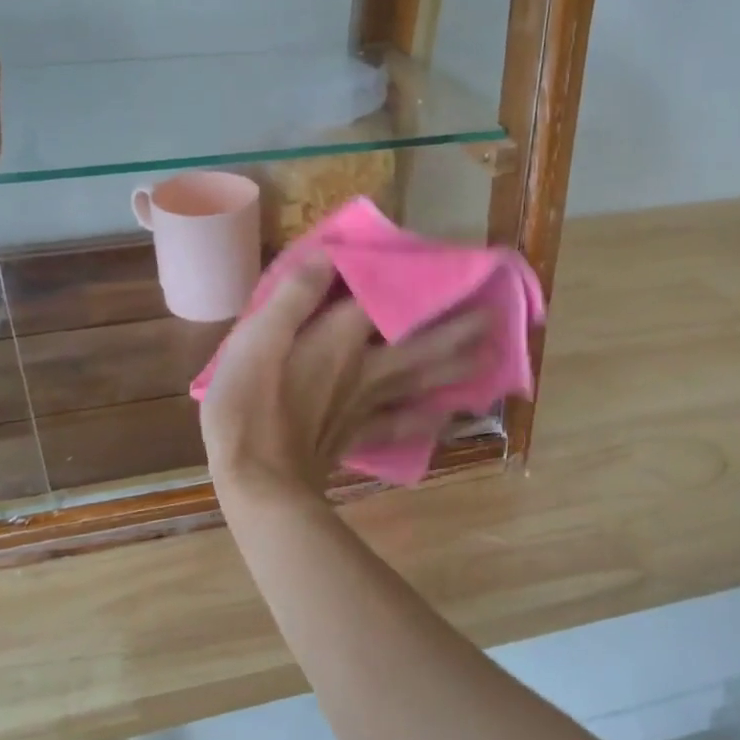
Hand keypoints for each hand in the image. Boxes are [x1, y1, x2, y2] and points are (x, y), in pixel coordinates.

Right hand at [200, 257, 488, 501]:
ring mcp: (365, 405)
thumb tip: (330, 254)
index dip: (408, 278)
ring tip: (487, 357)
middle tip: (493, 316)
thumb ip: (294, 296)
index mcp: (339, 340)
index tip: (440, 262)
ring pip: (419, 381)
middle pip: (418, 343)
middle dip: (454, 327)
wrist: (257, 485)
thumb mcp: (257, 339)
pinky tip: (446, 417)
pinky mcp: (358, 436)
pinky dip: (426, 421)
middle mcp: (363, 369)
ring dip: (454, 367)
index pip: (382, 299)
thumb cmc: (247, 406)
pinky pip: (402, 425)